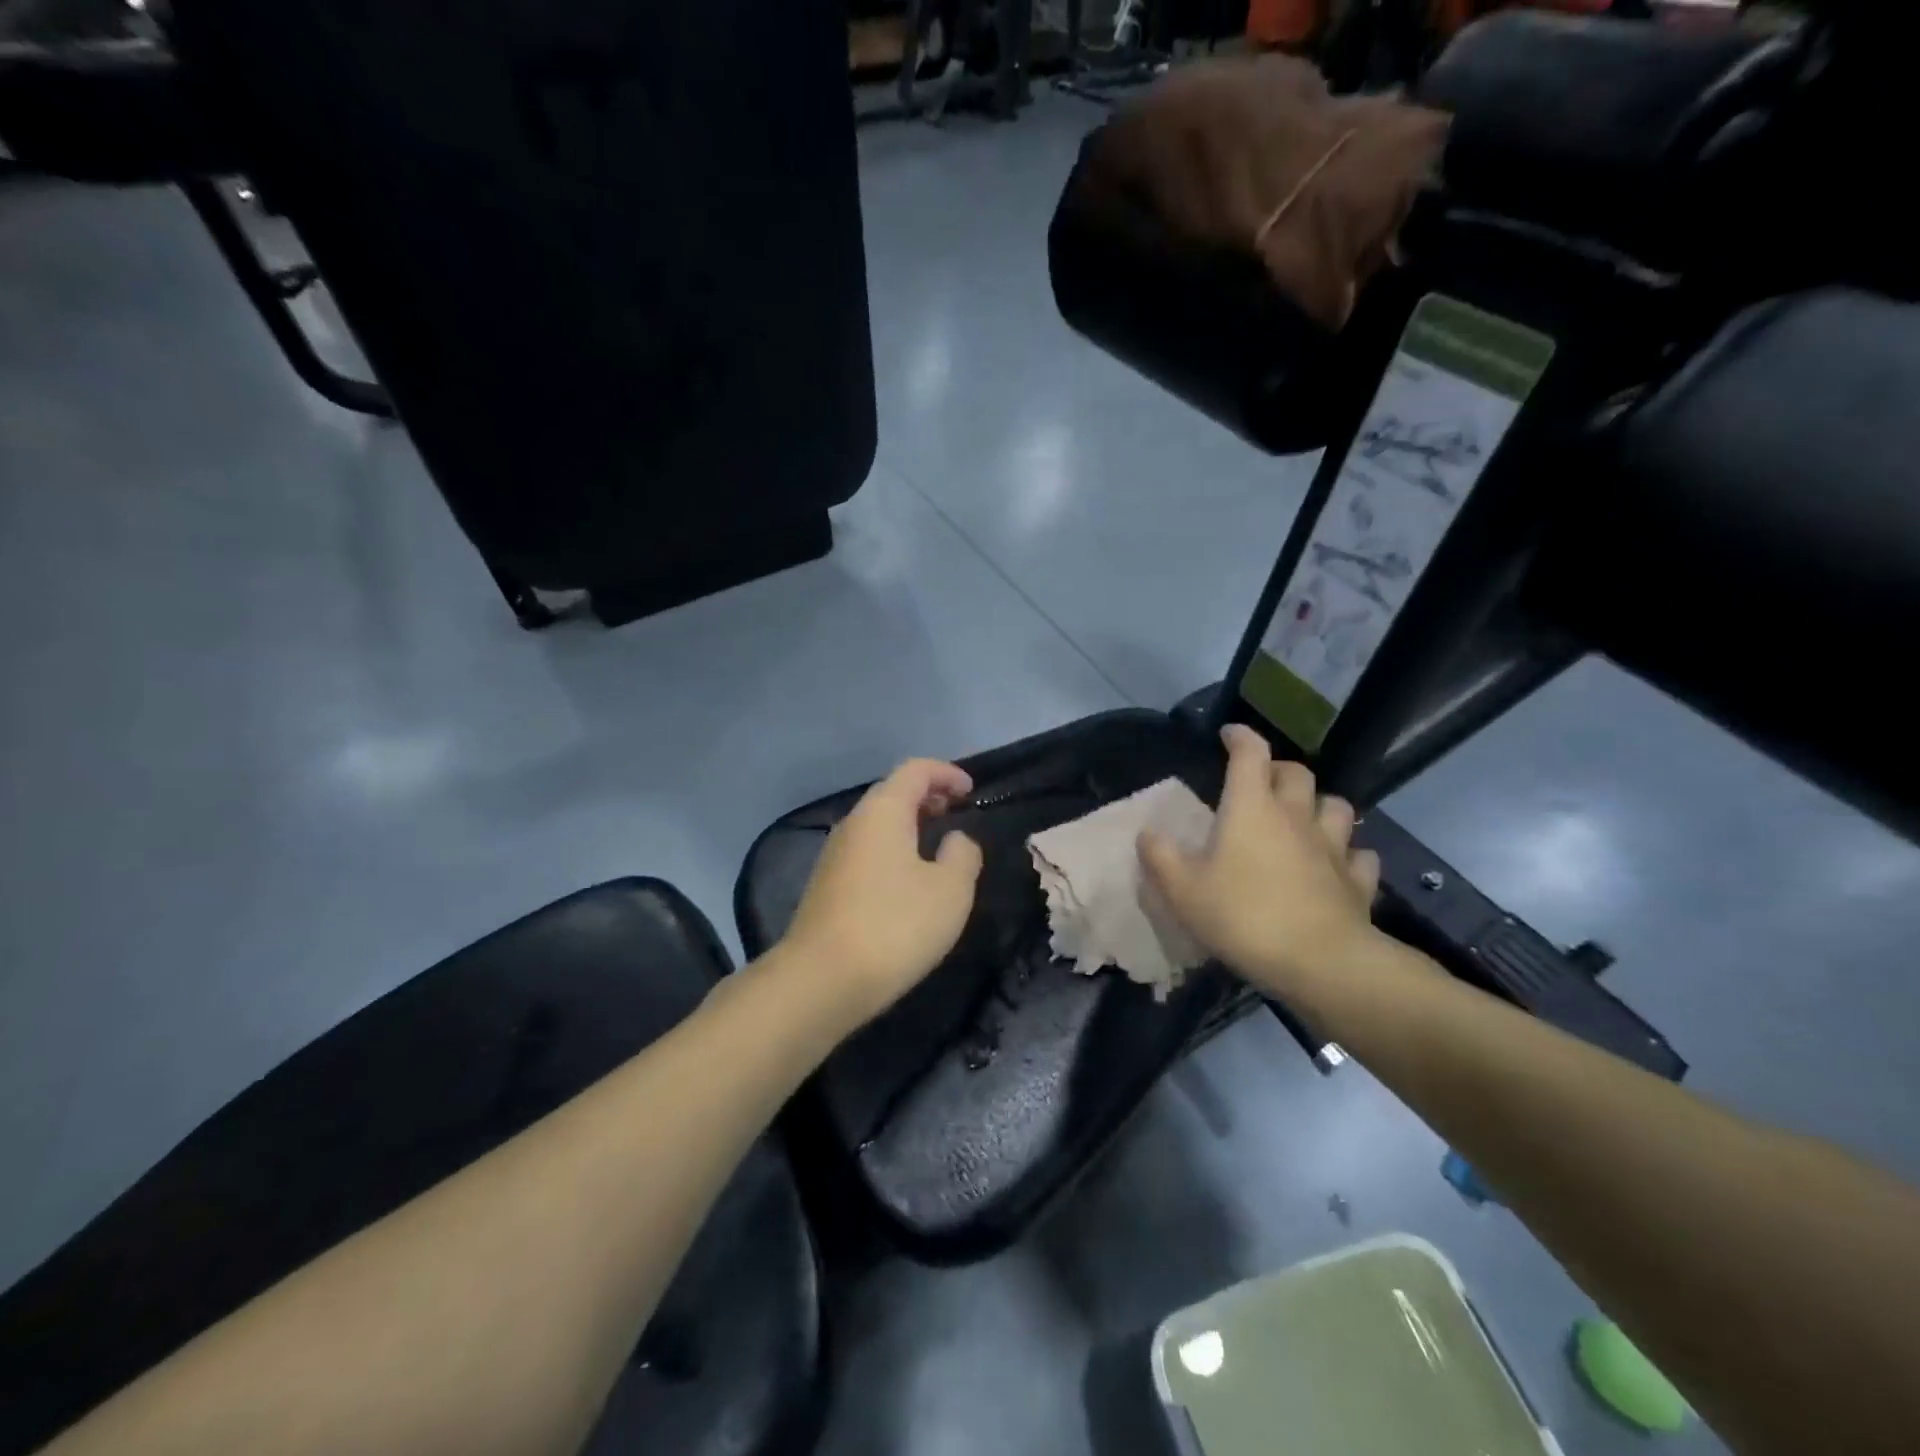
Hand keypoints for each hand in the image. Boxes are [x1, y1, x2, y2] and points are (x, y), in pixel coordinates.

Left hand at [779, 758, 984, 1027]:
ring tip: (937, 846)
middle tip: (956, 812)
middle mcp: (853, 823)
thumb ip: (962, 854)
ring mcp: (834, 854)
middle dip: (927, 796)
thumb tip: (955, 839)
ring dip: (909, 824)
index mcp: (883, 811)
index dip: (946, 773)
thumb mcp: (951, 889)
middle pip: (892, 793)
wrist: (822, 980)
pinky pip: (867, 850)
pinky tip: (908, 880)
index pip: (916, 770)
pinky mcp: (826, 885)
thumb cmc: (895, 925)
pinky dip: (893, 849)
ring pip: (877, 823)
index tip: (971, 792)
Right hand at [1139, 725, 1381, 997]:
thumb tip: (1147, 832)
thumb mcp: (1182, 891)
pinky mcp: (1357, 881)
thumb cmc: (1243, 916)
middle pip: (1297, 773)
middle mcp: (1296, 817)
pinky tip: (1337, 864)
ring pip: (1337, 806)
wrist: (1320, 962)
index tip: (1228, 734)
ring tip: (1304, 818)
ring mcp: (1333, 847)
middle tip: (1261, 782)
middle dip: (1279, 769)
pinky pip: (1360, 856)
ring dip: (1319, 804)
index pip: (1250, 753)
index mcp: (1252, 808)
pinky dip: (1348, 853)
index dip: (1240, 737)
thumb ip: (1160, 857)